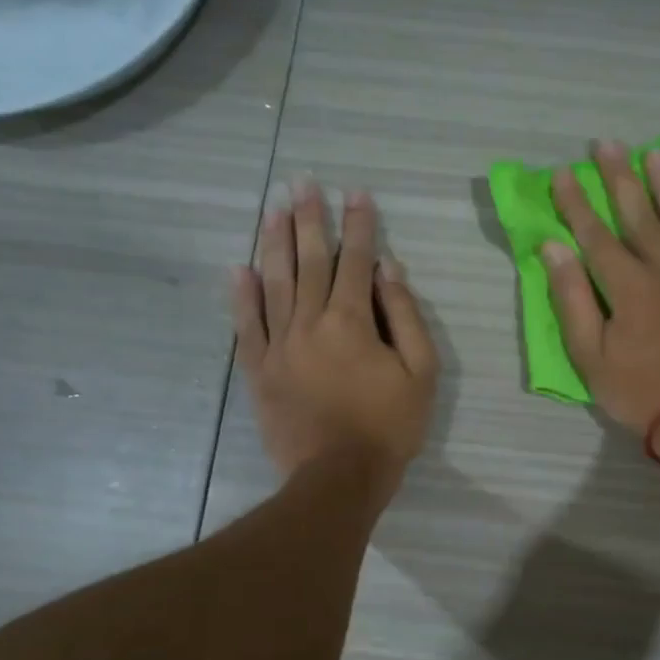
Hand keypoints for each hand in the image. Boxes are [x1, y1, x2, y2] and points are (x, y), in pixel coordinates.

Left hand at [232, 180, 439, 499]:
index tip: (356, 192)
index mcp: (351, 321)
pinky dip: (242, 295)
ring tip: (273, 208)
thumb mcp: (420, 373)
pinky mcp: (259, 370)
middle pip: (309, 260)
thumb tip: (389, 269)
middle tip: (303, 182)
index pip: (356, 261)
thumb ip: (404, 316)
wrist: (337, 478)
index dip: (359, 224)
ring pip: (274, 282)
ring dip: (274, 242)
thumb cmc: (388, 427)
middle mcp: (309, 322)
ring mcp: (279, 345)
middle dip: (309, 219)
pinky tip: (239, 268)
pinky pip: (246, 326)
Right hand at [543, 141, 659, 436]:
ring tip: (655, 153)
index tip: (564, 172)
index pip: (595, 235)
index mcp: (628, 286)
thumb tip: (555, 249)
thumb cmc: (640, 393)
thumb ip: (572, 300)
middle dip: (619, 178)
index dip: (577, 203)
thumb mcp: (590, 357)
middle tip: (607, 144)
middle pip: (638, 216)